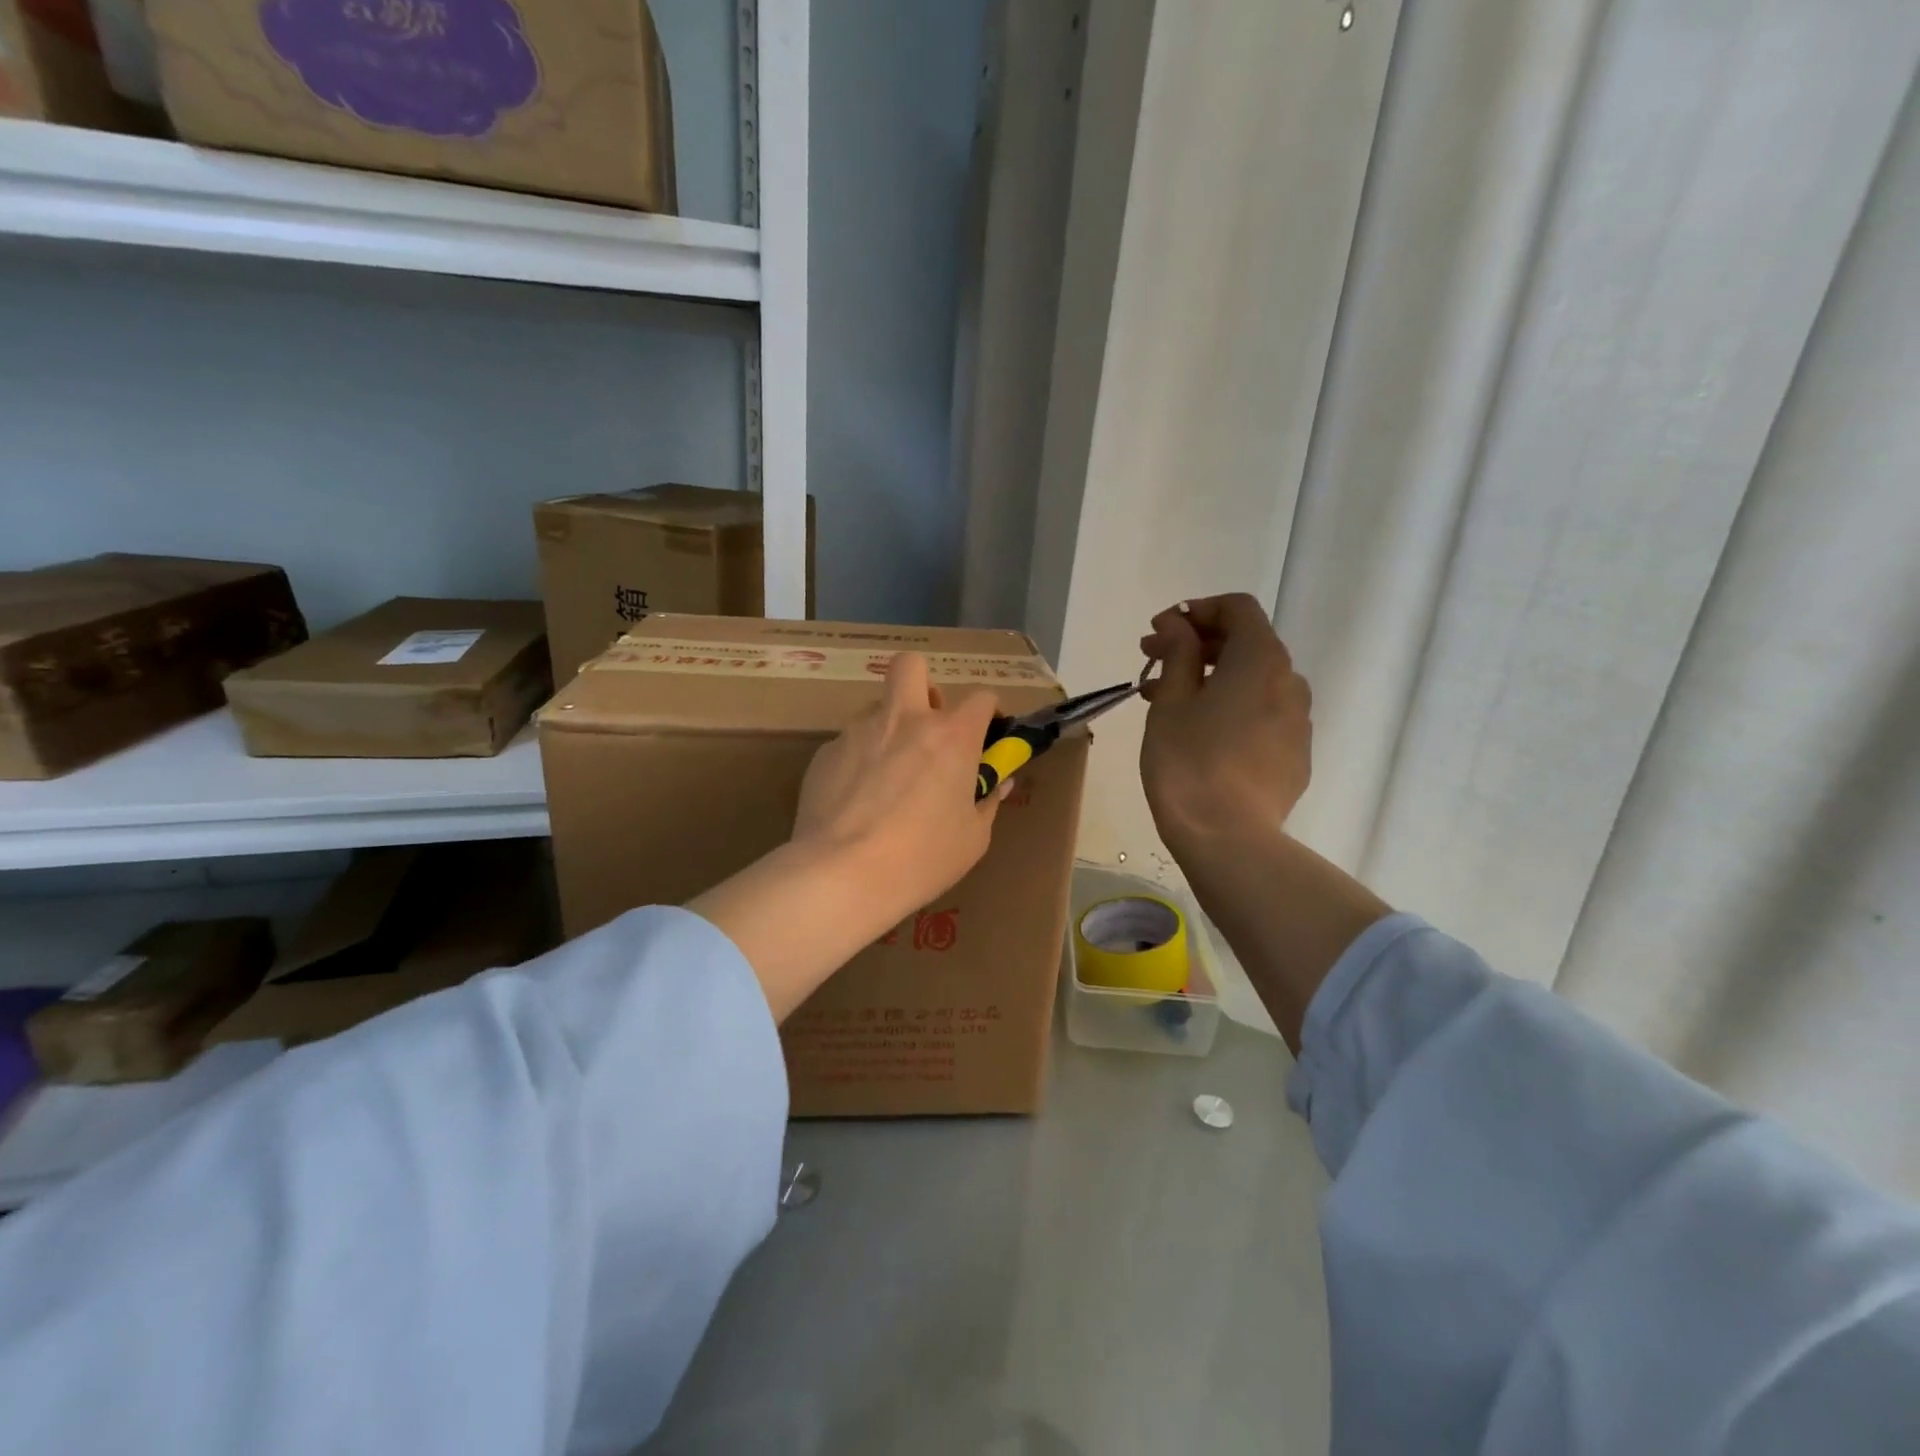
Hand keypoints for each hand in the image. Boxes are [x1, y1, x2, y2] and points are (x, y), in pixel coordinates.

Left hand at [792, 652, 1004, 930]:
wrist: (842, 874)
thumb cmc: (922, 858)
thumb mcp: (972, 838)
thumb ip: (987, 802)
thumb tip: (998, 783)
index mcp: (951, 736)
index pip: (981, 697)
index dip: (988, 711)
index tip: (986, 731)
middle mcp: (904, 719)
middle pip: (911, 665)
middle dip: (923, 683)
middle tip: (927, 722)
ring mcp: (859, 732)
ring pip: (877, 707)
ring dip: (889, 728)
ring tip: (887, 775)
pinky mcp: (825, 753)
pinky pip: (849, 743)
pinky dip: (859, 761)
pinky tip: (855, 800)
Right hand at [1138, 593, 1311, 858]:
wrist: (1228, 839)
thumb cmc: (1189, 763)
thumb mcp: (1170, 702)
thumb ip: (1177, 653)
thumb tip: (1176, 625)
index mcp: (1261, 660)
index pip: (1238, 608)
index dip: (1196, 610)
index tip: (1160, 631)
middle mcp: (1290, 682)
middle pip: (1247, 643)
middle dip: (1198, 645)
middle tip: (1154, 661)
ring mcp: (1298, 722)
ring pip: (1254, 682)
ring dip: (1213, 678)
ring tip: (1169, 700)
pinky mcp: (1295, 756)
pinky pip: (1263, 715)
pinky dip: (1233, 709)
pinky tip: (1201, 734)